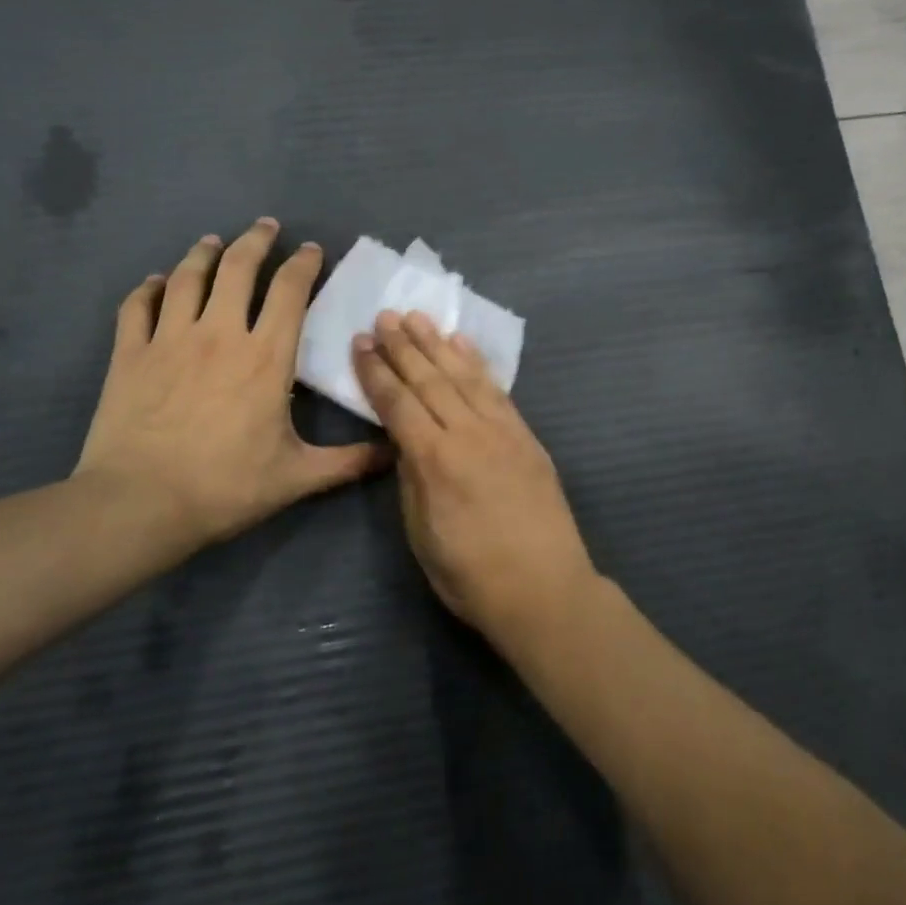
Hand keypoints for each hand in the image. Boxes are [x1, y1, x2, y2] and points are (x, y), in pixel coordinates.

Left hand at [74, 218, 385, 564]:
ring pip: (187, 277)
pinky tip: (156, 283)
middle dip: (255, 241)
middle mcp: (219, 334)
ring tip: (213, 241)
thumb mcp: (298, 477)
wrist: (140, 504)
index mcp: (266, 357)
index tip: (311, 250)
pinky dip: (149, 288)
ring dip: (203, 253)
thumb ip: (349, 461)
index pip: (289, 292)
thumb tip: (395, 452)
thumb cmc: (226, 487)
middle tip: (265, 227)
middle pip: (237, 268)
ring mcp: (169, 339)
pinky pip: (137, 306)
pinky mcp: (129, 354)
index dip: (303, 264)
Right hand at [352, 310, 597, 643]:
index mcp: (435, 460)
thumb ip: (411, 479)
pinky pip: (497, 390)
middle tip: (385, 316)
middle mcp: (468, 434)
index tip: (360, 343)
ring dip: (438, 344)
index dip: (376, 372)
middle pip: (430, 380)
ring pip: (464, 376)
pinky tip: (463, 345)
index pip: (398, 403)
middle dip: (404, 346)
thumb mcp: (421, 534)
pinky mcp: (526, 436)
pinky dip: (477, 363)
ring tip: (418, 317)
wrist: (545, 588)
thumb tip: (405, 443)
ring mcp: (502, 431)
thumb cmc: (472, 576)